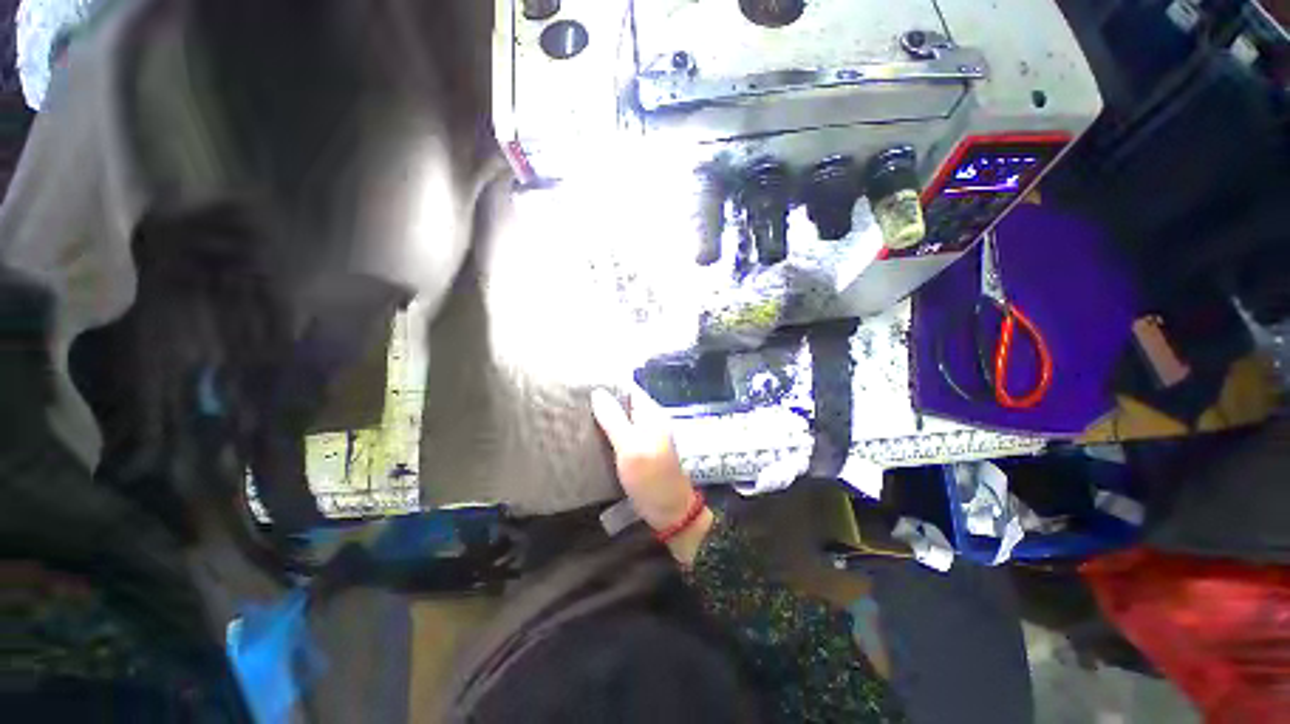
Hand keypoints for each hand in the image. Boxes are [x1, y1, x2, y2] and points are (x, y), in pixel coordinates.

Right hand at [591, 386, 713, 562]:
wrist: (670, 511)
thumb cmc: (650, 477)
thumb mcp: (630, 447)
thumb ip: (614, 419)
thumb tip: (597, 392)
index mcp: (651, 414)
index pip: (629, 388)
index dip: (608, 384)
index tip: (583, 384)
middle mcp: (650, 420)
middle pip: (624, 403)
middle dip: (603, 401)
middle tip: (575, 402)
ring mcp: (646, 436)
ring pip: (622, 418)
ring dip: (604, 416)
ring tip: (577, 415)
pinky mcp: (640, 451)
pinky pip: (622, 434)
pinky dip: (607, 431)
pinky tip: (590, 435)